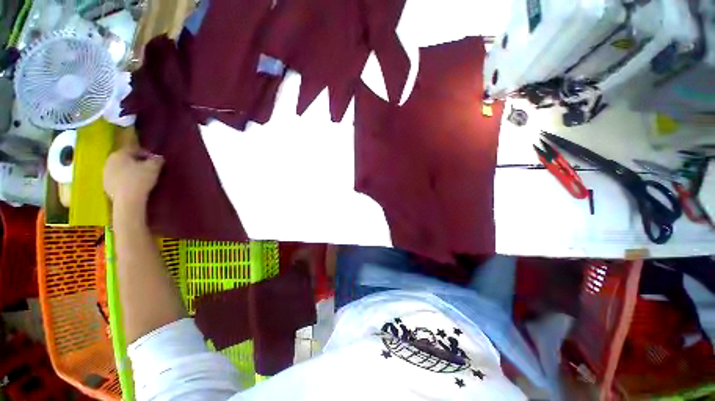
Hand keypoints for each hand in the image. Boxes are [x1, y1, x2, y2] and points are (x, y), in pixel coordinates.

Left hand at [104, 144, 163, 211]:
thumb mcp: (154, 167)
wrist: (127, 199)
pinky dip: (125, 180)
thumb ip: (157, 160)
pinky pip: (117, 179)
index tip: (156, 161)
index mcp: (119, 154)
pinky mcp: (106, 185)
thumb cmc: (140, 179)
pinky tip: (134, 185)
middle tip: (148, 168)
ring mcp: (105, 174)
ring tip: (141, 177)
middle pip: (126, 159)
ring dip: (130, 171)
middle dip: (137, 162)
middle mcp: (109, 161)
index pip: (134, 150)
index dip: (147, 154)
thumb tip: (158, 157)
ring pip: (120, 169)